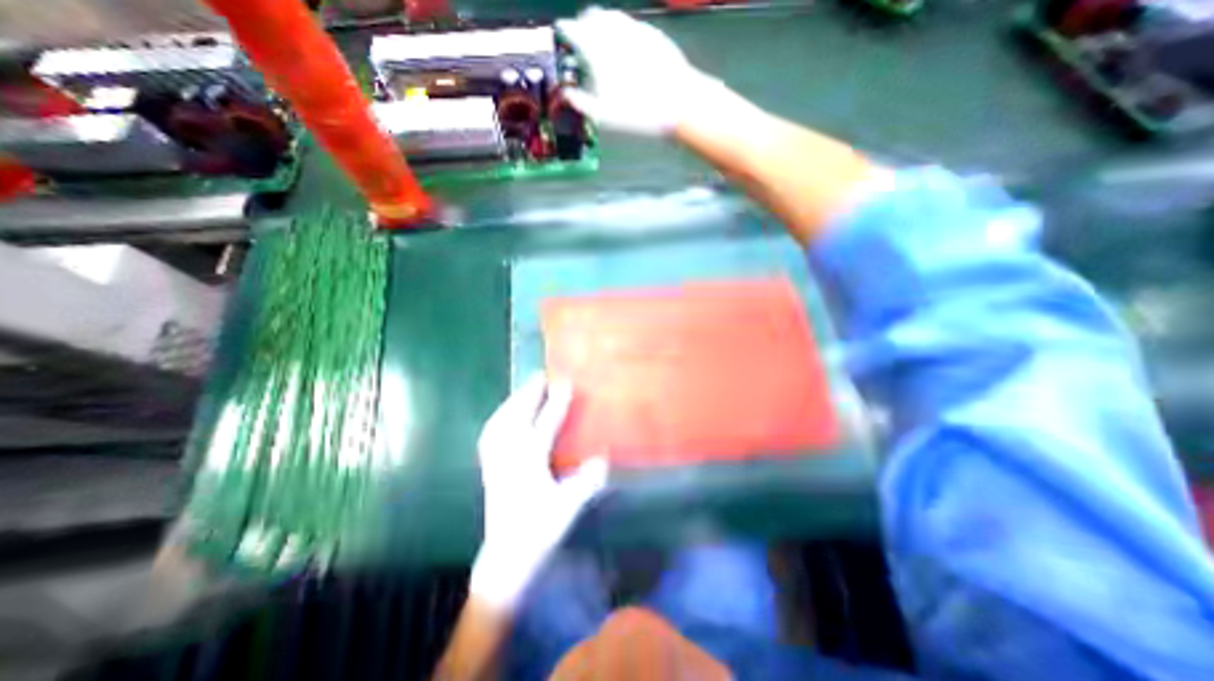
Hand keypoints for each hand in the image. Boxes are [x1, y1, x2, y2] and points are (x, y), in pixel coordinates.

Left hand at [471, 371, 612, 611]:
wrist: (505, 560)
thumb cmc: (538, 533)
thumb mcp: (567, 508)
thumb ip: (586, 482)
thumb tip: (603, 457)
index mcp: (529, 462)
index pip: (545, 424)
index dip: (556, 402)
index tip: (565, 383)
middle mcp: (509, 456)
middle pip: (517, 416)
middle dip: (529, 393)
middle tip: (540, 376)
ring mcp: (496, 461)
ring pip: (500, 422)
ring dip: (512, 402)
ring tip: (523, 390)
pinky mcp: (489, 468)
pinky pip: (490, 434)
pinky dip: (498, 419)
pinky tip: (502, 417)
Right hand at [560, 9, 729, 134]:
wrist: (678, 104)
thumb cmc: (637, 113)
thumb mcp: (604, 116)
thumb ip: (582, 102)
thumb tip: (567, 94)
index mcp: (597, 49)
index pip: (574, 29)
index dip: (565, 29)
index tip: (561, 31)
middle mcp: (615, 32)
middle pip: (593, 17)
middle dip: (584, 23)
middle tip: (580, 35)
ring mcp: (636, 29)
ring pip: (613, 17)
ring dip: (602, 23)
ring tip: (601, 37)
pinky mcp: (653, 34)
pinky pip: (631, 25)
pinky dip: (622, 30)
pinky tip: (625, 44)